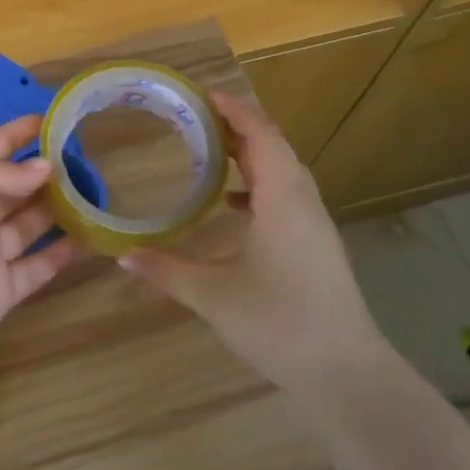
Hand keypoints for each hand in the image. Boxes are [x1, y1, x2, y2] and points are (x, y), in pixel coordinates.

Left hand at [0, 115, 78, 398]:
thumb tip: (44, 167)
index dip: (13, 135)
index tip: (50, 120)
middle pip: (11, 188)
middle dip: (42, 172)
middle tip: (85, 159)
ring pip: (28, 224)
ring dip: (56, 209)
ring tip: (93, 194)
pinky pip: (35, 267)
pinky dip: (58, 254)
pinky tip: (85, 239)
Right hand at [119, 91, 382, 393]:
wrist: (347, 375)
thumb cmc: (279, 324)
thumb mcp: (213, 296)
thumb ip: (166, 270)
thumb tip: (122, 255)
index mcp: (283, 200)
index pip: (260, 136)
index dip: (233, 110)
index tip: (201, 94)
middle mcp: (303, 202)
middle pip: (274, 147)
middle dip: (237, 127)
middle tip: (195, 117)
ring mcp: (315, 226)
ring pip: (283, 172)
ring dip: (250, 154)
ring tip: (210, 149)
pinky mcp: (317, 246)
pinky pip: (287, 196)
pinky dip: (259, 185)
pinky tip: (232, 204)